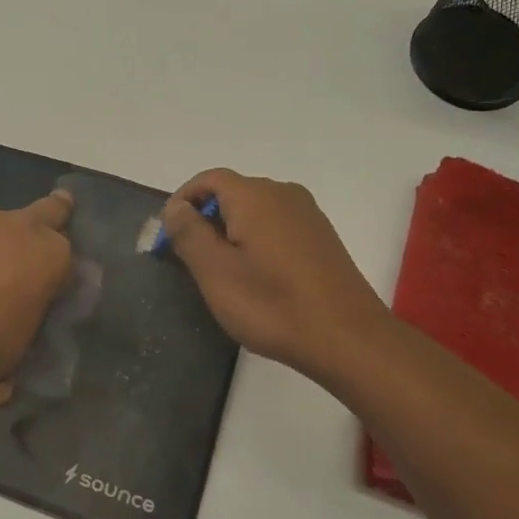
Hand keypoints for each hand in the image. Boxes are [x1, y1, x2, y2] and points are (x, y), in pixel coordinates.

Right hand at [160, 169, 391, 382]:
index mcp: (254, 196)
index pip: (209, 179)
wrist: (349, 339)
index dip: (183, 200)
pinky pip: (277, 227)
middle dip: (206, 219)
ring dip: (231, 232)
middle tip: (190, 259)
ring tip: (222, 272)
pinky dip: (257, 242)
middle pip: (233, 193)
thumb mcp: (215, 272)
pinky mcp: (322, 238)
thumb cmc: (272, 305)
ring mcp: (308, 215)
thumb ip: (189, 233)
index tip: (169, 235)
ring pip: (256, 211)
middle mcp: (283, 194)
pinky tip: (258, 278)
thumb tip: (175, 207)